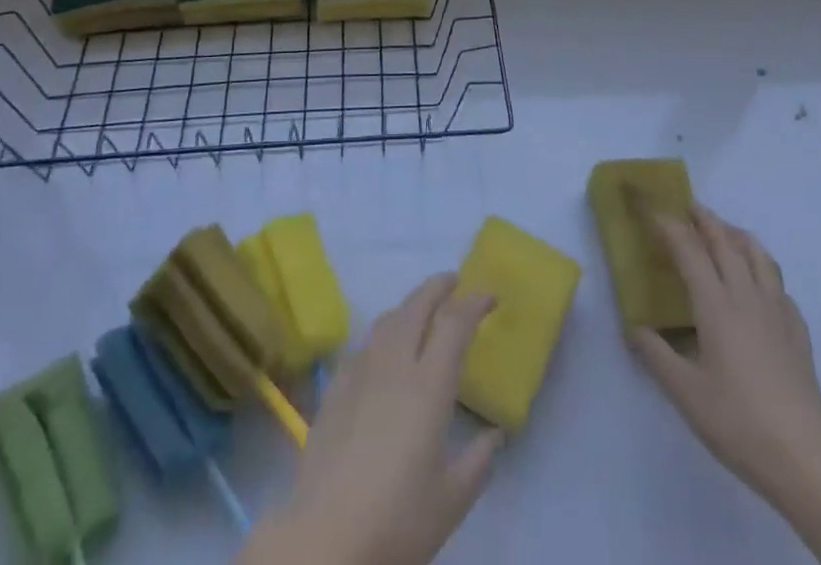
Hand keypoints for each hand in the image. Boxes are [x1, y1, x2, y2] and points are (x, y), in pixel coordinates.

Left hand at [241, 274, 502, 564]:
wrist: (326, 539)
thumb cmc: (398, 520)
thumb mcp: (451, 500)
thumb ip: (478, 461)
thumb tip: (494, 434)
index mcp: (429, 385)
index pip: (454, 324)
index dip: (474, 303)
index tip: (489, 295)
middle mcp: (395, 365)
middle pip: (416, 306)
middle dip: (437, 287)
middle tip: (454, 281)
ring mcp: (360, 374)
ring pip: (386, 320)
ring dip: (408, 306)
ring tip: (420, 309)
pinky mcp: (334, 390)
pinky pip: (362, 346)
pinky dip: (380, 335)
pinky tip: (380, 351)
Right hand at [629, 204, 820, 507]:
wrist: (804, 461)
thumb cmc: (738, 422)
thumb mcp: (685, 393)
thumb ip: (655, 355)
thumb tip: (633, 327)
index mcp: (716, 305)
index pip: (687, 248)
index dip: (666, 222)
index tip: (649, 205)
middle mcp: (746, 296)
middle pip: (724, 241)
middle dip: (703, 218)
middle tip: (685, 205)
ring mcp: (777, 312)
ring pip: (757, 255)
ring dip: (735, 234)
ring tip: (723, 230)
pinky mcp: (798, 332)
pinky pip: (778, 284)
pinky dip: (762, 268)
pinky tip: (758, 284)